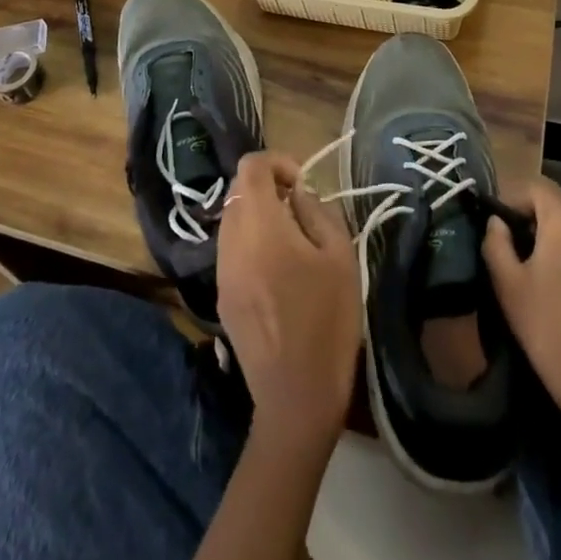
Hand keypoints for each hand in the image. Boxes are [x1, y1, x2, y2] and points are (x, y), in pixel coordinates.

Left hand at [216, 151, 361, 453]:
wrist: (296, 397)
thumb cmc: (326, 321)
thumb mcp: (339, 257)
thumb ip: (317, 212)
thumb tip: (299, 193)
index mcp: (259, 224)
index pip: (250, 166)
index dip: (277, 162)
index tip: (302, 183)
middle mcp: (231, 240)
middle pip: (238, 190)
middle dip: (267, 188)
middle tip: (300, 210)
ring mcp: (221, 269)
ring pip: (232, 219)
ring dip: (258, 215)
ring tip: (292, 241)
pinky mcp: (221, 295)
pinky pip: (231, 249)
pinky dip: (251, 242)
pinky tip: (278, 271)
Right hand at [483, 177, 560, 426]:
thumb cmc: (548, 328)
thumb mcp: (508, 283)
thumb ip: (496, 242)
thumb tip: (497, 223)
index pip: (535, 186)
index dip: (511, 199)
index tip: (497, 227)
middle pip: (557, 203)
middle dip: (532, 217)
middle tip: (512, 248)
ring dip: (553, 235)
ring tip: (535, 268)